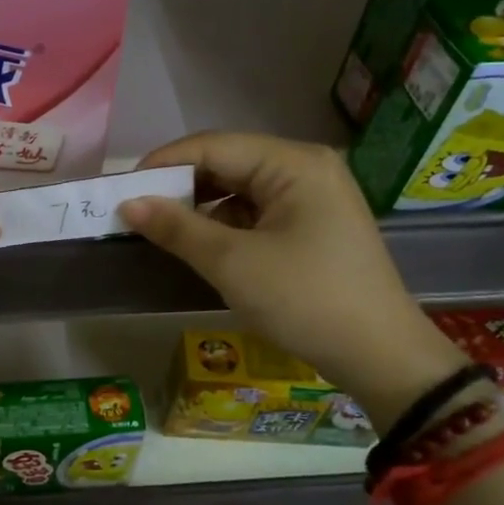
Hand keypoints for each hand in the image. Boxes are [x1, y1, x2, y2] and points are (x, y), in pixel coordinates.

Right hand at [120, 132, 468, 430]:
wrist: (382, 358)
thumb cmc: (306, 300)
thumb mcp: (234, 263)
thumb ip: (177, 228)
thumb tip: (128, 204)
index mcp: (293, 163)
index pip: (213, 146)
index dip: (163, 164)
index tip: (121, 191)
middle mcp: (305, 168)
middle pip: (226, 163)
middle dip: (180, 187)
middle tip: (137, 212)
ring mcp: (312, 197)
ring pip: (239, 189)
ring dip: (199, 208)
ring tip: (160, 230)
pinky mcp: (312, 225)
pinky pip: (255, 211)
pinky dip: (223, 225)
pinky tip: (199, 244)